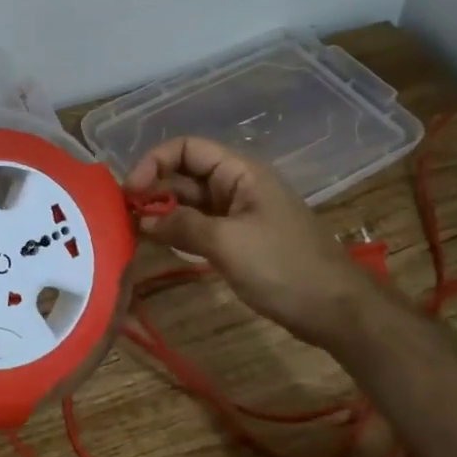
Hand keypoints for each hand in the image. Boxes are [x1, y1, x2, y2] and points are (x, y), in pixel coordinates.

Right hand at [125, 137, 363, 341]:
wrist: (334, 308)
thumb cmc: (283, 266)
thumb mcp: (227, 243)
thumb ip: (181, 226)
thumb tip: (141, 221)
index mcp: (239, 172)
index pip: (186, 148)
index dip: (154, 162)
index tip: (131, 191)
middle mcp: (236, 185)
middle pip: (184, 174)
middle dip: (153, 189)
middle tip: (122, 215)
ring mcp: (237, 213)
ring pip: (189, 202)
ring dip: (161, 212)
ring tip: (131, 230)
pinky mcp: (237, 238)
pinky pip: (199, 225)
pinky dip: (177, 230)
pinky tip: (156, 243)